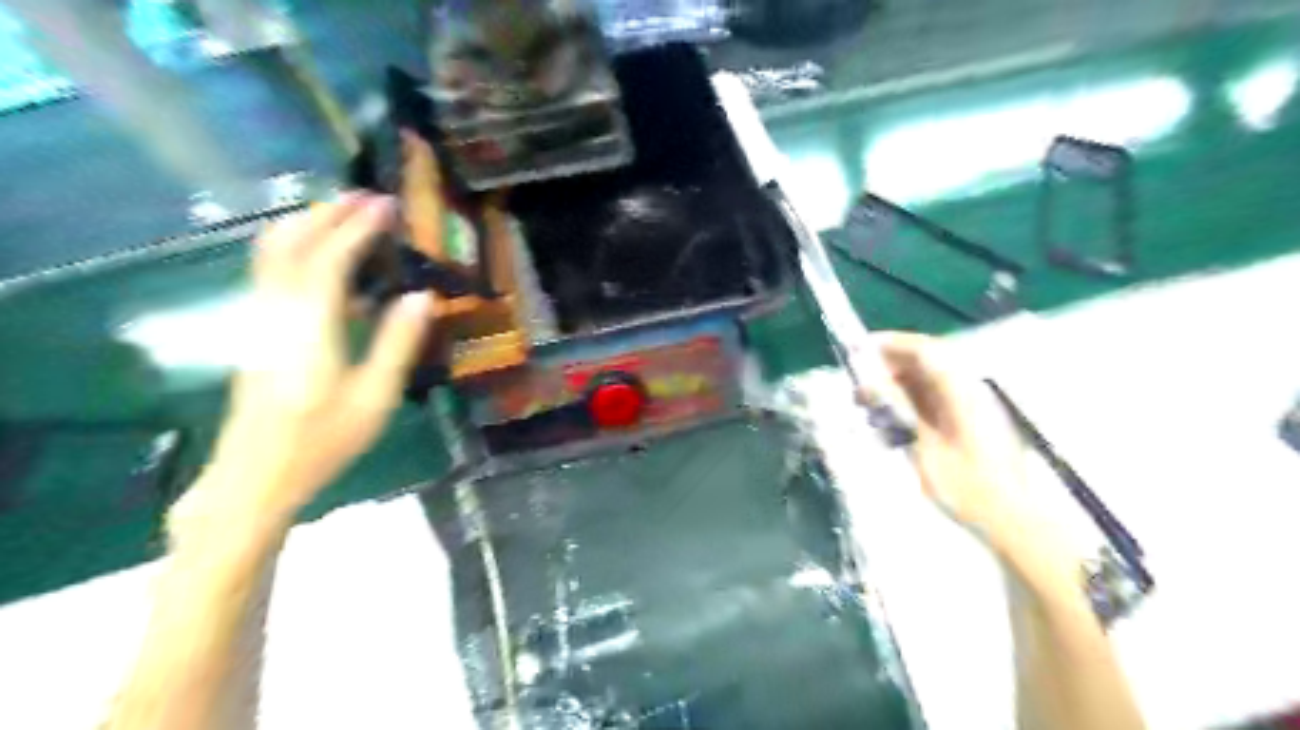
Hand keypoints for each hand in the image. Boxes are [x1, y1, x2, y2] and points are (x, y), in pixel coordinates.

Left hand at [178, 192, 430, 529]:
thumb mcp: (374, 397)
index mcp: (309, 327)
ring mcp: (258, 320)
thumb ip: (397, 343)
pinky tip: (329, 268)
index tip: (385, 205)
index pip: (329, 260)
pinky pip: (272, 274)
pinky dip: (298, 252)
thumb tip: (422, 297)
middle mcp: (275, 312)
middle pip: (289, 244)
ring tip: (345, 218)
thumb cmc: (322, 440)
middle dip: (326, 214)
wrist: (255, 475)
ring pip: (272, 255)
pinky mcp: (255, 332)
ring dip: (307, 227)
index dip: (357, 228)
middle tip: (364, 198)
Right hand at [867, 332, 1042, 550]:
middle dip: (888, 368)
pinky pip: (932, 400)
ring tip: (869, 406)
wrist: (1009, 520)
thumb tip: (872, 381)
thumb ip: (900, 409)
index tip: (859, 351)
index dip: (891, 344)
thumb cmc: (966, 487)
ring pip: (925, 382)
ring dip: (896, 386)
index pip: (924, 350)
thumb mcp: (925, 447)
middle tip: (859, 386)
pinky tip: (889, 423)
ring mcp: (968, 407)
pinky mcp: (967, 423)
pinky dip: (907, 403)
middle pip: (924, 363)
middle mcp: (967, 391)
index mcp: (961, 392)